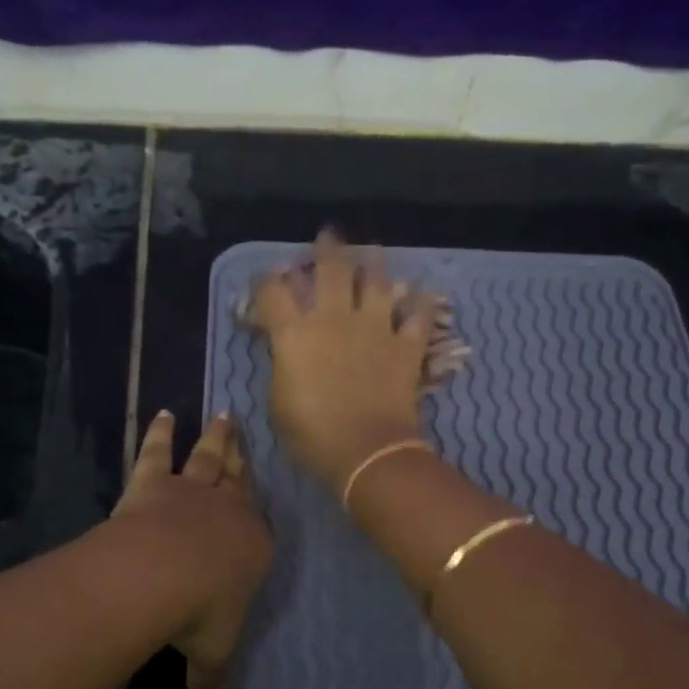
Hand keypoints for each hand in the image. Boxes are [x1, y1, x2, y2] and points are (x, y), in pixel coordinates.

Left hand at [114, 411, 270, 688]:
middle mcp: (228, 510)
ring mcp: (191, 491)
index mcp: (253, 545)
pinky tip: (162, 414)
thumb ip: (213, 685)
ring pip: (208, 457)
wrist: (161, 576)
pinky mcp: (154, 484)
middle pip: (238, 477)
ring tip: (218, 412)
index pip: (259, 521)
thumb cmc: (200, 615)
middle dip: (241, 454)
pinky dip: (159, 433)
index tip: (257, 485)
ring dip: (213, 436)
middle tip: (242, 427)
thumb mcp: (212, 654)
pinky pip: (158, 454)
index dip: (256, 503)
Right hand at [249, 230, 430, 493]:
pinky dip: (420, 304)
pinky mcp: (406, 345)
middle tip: (328, 237)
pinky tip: (422, 294)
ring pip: (377, 281)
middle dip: (327, 249)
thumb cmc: (313, 435)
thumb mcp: (279, 401)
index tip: (267, 279)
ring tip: (372, 252)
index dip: (266, 281)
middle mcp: (334, 319)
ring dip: (373, 263)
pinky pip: (418, 316)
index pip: (273, 292)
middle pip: (331, 269)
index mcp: (295, 333)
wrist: (367, 452)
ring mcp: (375, 328)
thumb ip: (282, 365)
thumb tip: (285, 347)